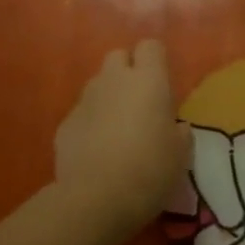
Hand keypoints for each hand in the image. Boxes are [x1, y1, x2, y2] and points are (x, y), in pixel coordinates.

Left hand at [55, 40, 191, 243]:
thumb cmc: (149, 170)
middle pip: (118, 56)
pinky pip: (82, 113)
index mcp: (148, 80)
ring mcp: (85, 100)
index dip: (156, 60)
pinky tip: (97, 151)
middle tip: (140, 102)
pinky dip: (91, 124)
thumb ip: (179, 132)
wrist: (95, 199)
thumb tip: (175, 127)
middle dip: (128, 72)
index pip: (151, 46)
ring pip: (98, 84)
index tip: (163, 84)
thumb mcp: (181, 153)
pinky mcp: (64, 124)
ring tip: (118, 129)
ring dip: (109, 97)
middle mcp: (114, 80)